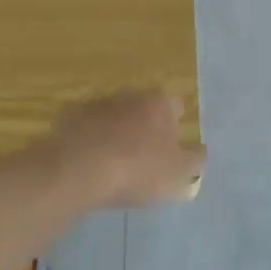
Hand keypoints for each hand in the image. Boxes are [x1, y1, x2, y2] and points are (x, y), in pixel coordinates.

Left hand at [51, 90, 205, 209]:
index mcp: (159, 104)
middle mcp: (129, 96)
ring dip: (117, 130)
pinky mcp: (69, 118)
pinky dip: (90, 138)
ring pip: (114, 114)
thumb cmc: (137, 169)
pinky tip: (88, 160)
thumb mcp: (178, 174)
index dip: (177, 123)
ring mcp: (97, 104)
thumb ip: (195, 161)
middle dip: (146, 124)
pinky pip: (86, 127)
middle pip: (143, 107)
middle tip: (145, 152)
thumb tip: (200, 151)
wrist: (79, 170)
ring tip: (115, 158)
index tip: (174, 142)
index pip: (176, 105)